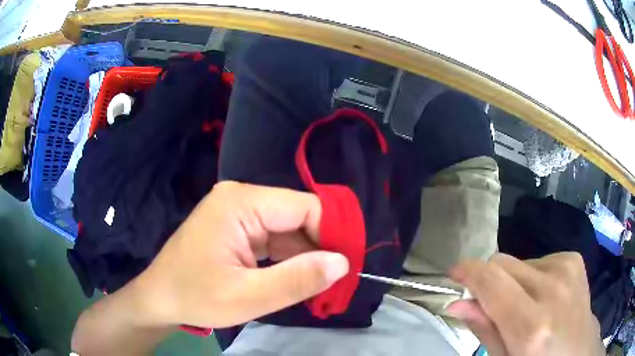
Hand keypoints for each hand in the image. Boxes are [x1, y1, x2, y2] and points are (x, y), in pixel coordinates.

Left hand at [136, 181, 348, 327]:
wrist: (160, 299)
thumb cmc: (195, 297)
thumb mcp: (247, 297)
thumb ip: (296, 279)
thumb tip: (342, 262)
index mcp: (241, 203)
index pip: (303, 207)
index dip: (333, 232)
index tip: (350, 263)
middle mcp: (241, 199)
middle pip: (297, 216)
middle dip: (320, 247)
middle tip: (340, 278)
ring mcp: (238, 212)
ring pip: (287, 229)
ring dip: (306, 255)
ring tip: (324, 282)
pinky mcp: (237, 228)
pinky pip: (273, 238)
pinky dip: (289, 258)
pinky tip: (299, 276)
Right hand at [447, 252, 603, 355]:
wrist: (579, 352)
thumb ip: (484, 330)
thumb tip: (456, 304)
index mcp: (532, 327)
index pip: (491, 281)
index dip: (466, 273)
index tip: (453, 275)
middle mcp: (552, 290)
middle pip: (502, 263)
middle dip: (488, 280)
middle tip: (490, 305)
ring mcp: (567, 269)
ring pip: (518, 261)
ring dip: (512, 282)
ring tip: (524, 307)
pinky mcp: (574, 260)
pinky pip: (538, 260)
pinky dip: (532, 277)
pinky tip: (543, 296)